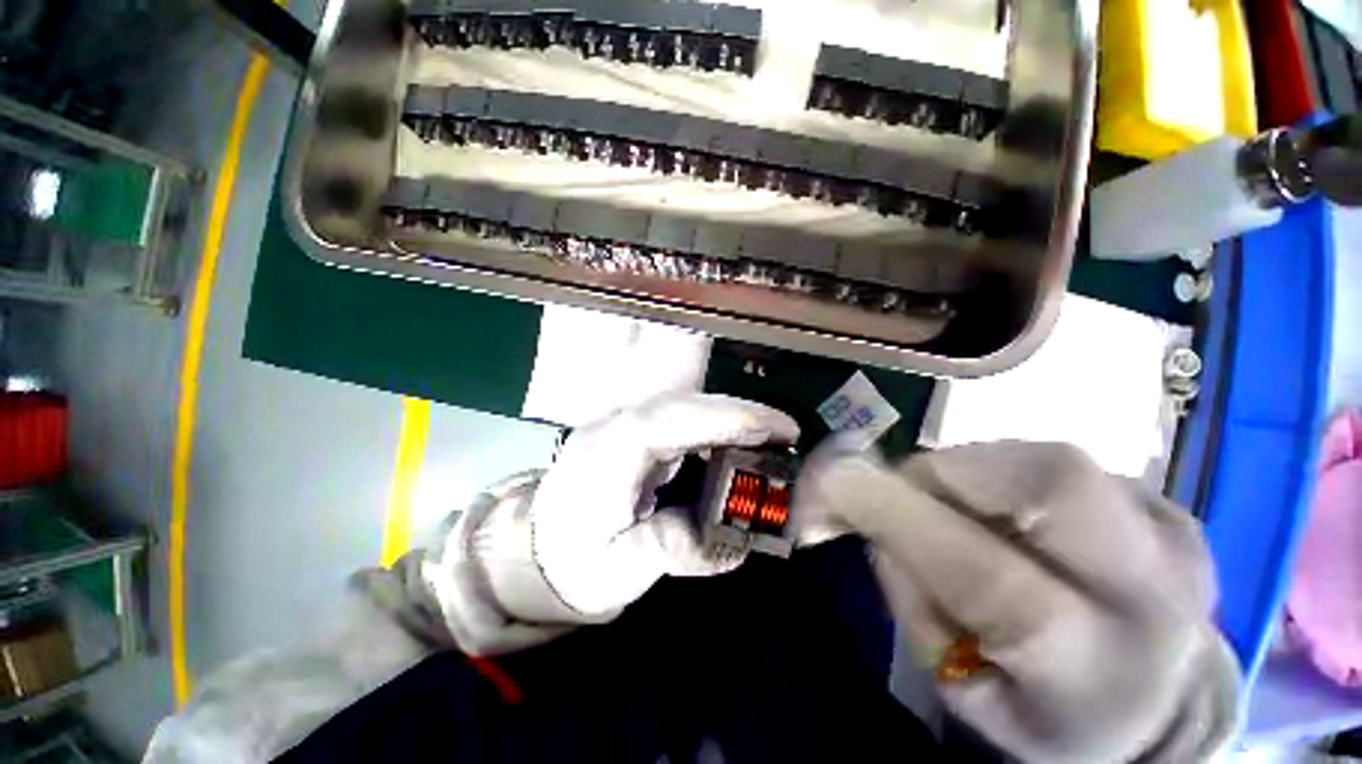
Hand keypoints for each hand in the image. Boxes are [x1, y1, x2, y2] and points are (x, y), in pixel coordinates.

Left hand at [532, 393, 798, 616]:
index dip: (733, 418)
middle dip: (741, 414)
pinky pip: (681, 422)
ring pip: (687, 408)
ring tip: (770, 441)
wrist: (532, 550)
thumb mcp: (616, 569)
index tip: (781, 429)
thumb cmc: (570, 562)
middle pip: (688, 404)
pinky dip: (714, 430)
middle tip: (787, 435)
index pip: (679, 418)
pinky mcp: (635, 435)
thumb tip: (734, 542)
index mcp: (613, 450)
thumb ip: (670, 548)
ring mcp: (626, 425)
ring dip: (730, 419)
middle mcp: (620, 425)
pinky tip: (735, 447)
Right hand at [793, 442, 1239, 762]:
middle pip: (1051, 485)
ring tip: (955, 507)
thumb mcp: (958, 687)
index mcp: (1092, 677)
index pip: (991, 581)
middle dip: (946, 470)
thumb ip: (908, 591)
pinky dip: (1005, 472)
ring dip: (970, 470)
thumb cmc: (1042, 712)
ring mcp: (1175, 540)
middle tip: (903, 490)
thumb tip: (864, 507)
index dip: (900, 515)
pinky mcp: (1169, 507)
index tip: (833, 478)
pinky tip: (1006, 512)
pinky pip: (1062, 462)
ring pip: (1050, 460)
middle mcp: (1155, 598)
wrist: (1158, 704)